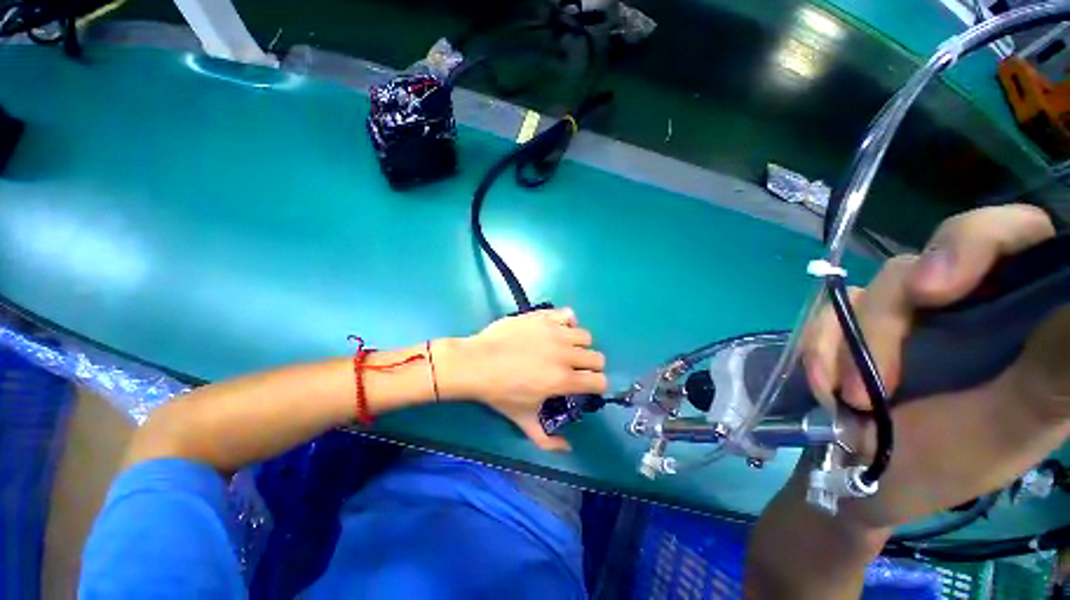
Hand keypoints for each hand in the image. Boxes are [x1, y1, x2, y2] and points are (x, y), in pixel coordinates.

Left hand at [436, 308, 606, 450]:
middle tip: (575, 369)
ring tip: (565, 349)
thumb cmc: (499, 392)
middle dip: (590, 367)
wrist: (476, 363)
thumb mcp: (523, 418)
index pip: (599, 381)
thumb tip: (567, 449)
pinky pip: (567, 314)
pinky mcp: (543, 317)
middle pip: (598, 358)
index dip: (596, 386)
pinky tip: (556, 330)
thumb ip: (546, 440)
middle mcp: (564, 353)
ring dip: (579, 345)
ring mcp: (554, 332)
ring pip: (585, 336)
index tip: (585, 387)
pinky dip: (567, 322)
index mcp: (562, 379)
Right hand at [801, 204, 1069, 527]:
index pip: (1011, 234)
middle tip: (870, 383)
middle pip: (920, 267)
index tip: (932, 291)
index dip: (973, 243)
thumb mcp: (1018, 423)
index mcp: (1017, 313)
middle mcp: (961, 300)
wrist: (871, 479)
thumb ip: (1055, 365)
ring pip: (865, 293)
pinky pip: (824, 315)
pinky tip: (822, 385)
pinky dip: (817, 347)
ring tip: (842, 398)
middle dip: (886, 324)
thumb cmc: (954, 463)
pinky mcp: (854, 326)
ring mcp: (901, 313)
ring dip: (844, 344)